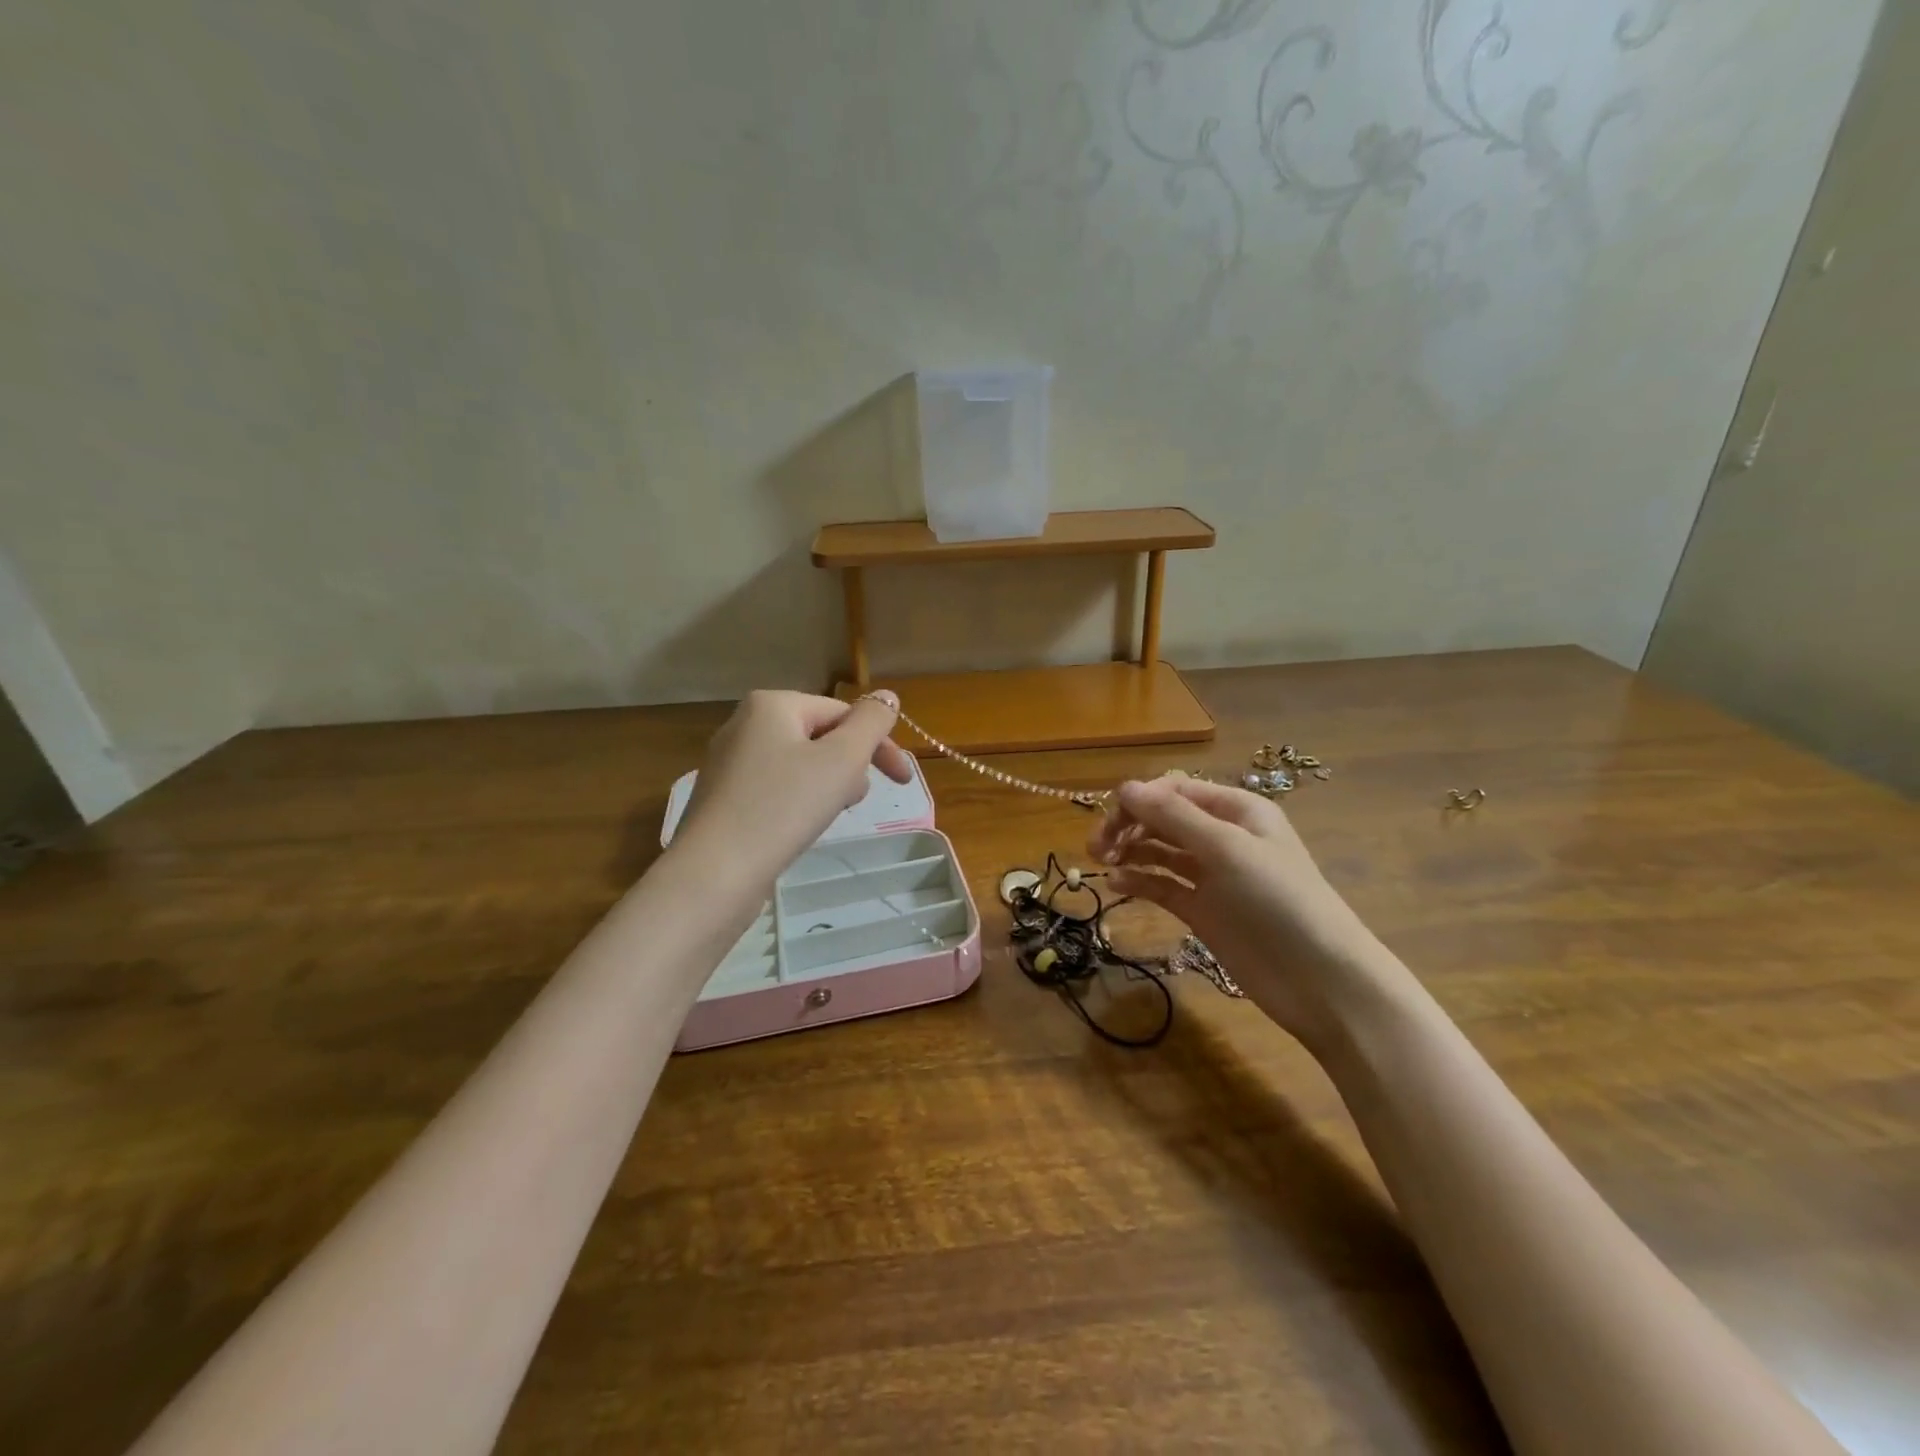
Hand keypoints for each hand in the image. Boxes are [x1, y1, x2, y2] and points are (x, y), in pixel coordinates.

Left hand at [677, 689, 912, 879]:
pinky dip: (797, 802)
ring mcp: (729, 762)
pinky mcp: (722, 798)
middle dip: (848, 768)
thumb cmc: (784, 807)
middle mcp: (744, 724)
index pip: (843, 713)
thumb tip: (888, 697)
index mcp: (772, 705)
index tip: (903, 782)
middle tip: (851, 802)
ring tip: (823, 817)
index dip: (879, 745)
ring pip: (800, 765)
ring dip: (826, 786)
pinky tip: (796, 829)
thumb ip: (871, 723)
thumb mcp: (841, 760)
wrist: (715, 874)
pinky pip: (776, 788)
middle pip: (821, 737)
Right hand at [1087, 775, 1391, 1053]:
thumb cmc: (1277, 901)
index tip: (1108, 820)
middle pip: (1163, 818)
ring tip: (1102, 865)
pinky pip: (1163, 885)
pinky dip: (1139, 881)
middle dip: (1129, 826)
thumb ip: (1172, 817)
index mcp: (1236, 810)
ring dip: (1130, 852)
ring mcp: (1212, 875)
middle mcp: (1222, 837)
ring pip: (1159, 851)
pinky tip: (1117, 886)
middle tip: (1097, 848)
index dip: (1139, 800)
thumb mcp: (1226, 849)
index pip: (1175, 790)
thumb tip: (1124, 788)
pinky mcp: (1203, 910)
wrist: (1319, 980)